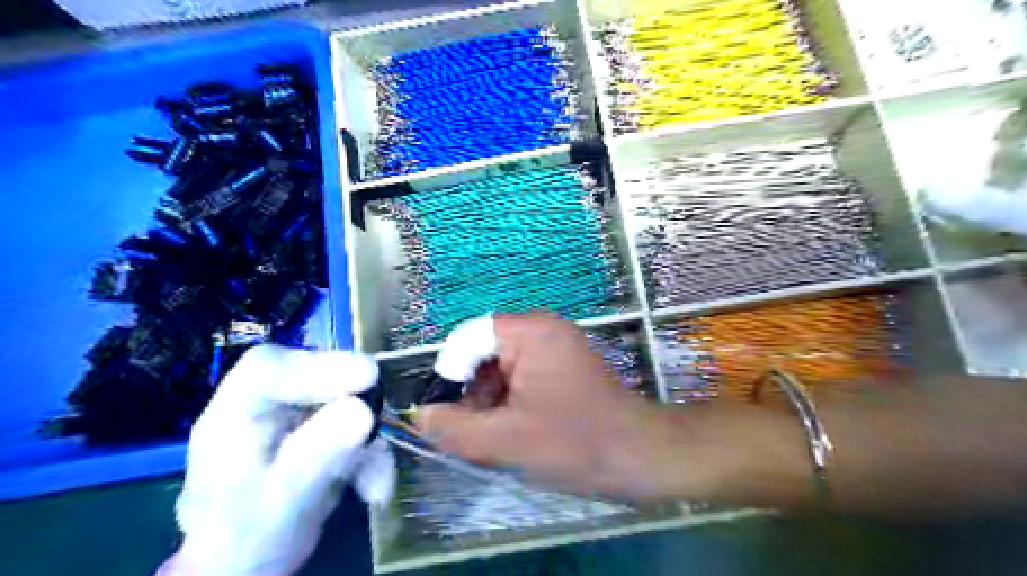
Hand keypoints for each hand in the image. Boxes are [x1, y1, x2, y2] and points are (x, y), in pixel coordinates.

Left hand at [160, 346, 393, 575]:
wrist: (246, 566)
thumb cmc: (246, 538)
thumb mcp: (282, 500)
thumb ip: (317, 454)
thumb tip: (363, 410)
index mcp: (233, 415)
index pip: (268, 369)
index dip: (320, 366)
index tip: (368, 377)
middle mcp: (265, 406)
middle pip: (314, 376)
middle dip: (355, 401)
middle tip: (381, 421)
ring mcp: (295, 416)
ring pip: (343, 401)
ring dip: (369, 440)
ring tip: (376, 483)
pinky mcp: (319, 430)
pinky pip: (355, 427)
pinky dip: (371, 454)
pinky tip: (375, 488)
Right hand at [415, 313, 665, 496]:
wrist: (639, 455)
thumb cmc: (575, 443)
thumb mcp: (505, 441)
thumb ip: (454, 428)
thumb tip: (421, 415)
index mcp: (529, 331)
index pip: (467, 338)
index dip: (450, 375)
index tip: (450, 414)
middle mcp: (542, 327)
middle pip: (483, 351)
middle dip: (471, 391)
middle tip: (474, 431)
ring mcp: (554, 344)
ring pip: (500, 365)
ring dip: (489, 399)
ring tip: (496, 436)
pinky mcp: (562, 363)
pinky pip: (520, 373)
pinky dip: (509, 399)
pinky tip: (515, 429)